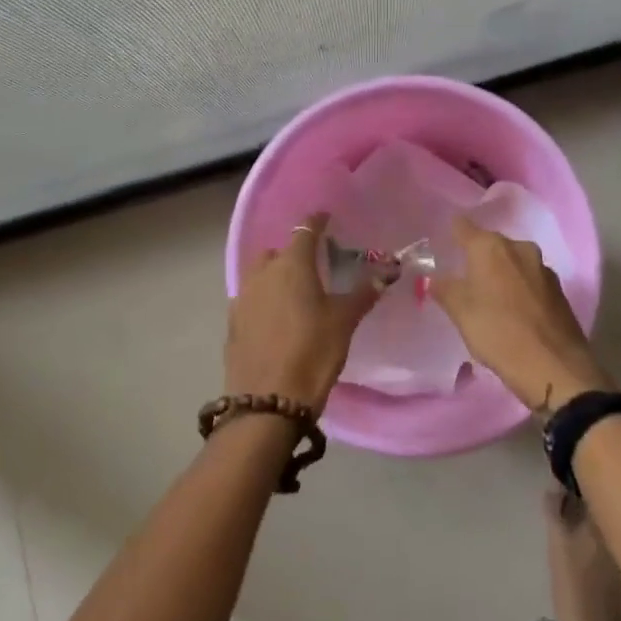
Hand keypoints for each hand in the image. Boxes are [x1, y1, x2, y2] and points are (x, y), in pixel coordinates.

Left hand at [226, 213, 379, 412]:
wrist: (267, 402)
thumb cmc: (312, 353)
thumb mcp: (344, 322)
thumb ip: (364, 292)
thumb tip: (387, 270)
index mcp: (292, 265)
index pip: (305, 231)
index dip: (316, 222)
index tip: (326, 218)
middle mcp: (263, 273)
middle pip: (277, 251)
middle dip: (293, 252)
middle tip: (314, 265)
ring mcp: (243, 298)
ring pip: (260, 274)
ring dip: (275, 276)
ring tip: (295, 292)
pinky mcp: (232, 324)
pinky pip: (250, 299)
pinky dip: (264, 300)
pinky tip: (276, 318)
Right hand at [432, 217, 609, 412]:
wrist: (555, 367)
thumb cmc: (499, 333)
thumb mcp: (461, 313)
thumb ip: (445, 289)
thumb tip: (434, 278)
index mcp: (490, 246)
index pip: (462, 226)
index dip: (451, 233)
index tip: (442, 245)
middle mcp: (518, 248)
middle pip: (490, 244)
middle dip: (477, 257)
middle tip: (462, 279)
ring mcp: (542, 268)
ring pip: (512, 262)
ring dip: (500, 274)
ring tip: (488, 298)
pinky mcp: (559, 290)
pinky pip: (529, 281)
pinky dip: (518, 289)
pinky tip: (513, 311)